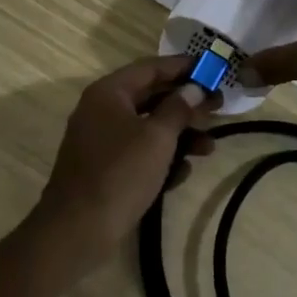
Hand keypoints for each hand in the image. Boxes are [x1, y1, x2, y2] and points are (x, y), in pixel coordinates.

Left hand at [28, 57, 220, 277]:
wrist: (77, 229)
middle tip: (219, 109)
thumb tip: (193, 88)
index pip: (151, 68)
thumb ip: (178, 109)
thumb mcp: (157, 138)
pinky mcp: (105, 168)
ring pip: (148, 128)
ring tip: (208, 149)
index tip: (212, 69)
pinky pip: (138, 153)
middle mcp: (102, 110)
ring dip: (179, 136)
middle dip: (186, 105)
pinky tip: (182, 174)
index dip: (183, 66)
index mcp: (109, 93)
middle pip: (151, 97)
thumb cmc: (120, 174)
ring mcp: (101, 140)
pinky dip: (161, 159)